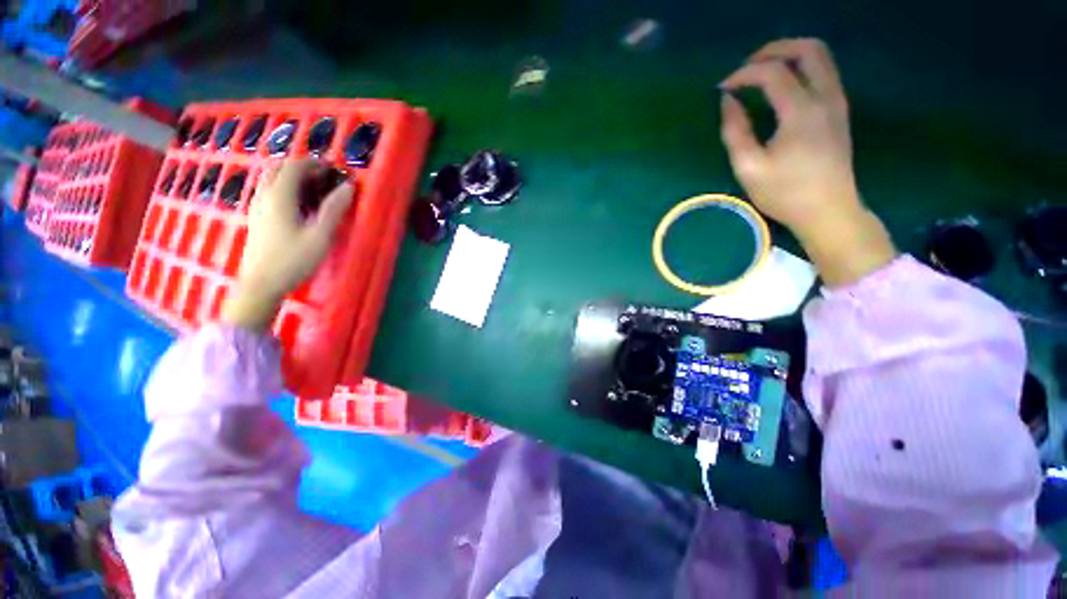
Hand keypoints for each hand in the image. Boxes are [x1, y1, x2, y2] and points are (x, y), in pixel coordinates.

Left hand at [222, 159, 352, 330]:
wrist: (262, 283)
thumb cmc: (294, 260)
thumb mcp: (320, 236)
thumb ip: (333, 209)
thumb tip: (348, 187)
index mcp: (279, 196)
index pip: (294, 166)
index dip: (314, 163)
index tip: (333, 169)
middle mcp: (264, 195)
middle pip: (278, 168)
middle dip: (300, 166)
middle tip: (323, 178)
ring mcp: (257, 206)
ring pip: (269, 178)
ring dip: (290, 176)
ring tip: (312, 189)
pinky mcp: (256, 217)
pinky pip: (267, 191)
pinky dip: (282, 187)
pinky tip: (297, 204)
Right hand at [719, 38, 895, 286]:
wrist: (829, 211)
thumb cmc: (785, 193)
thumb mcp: (749, 168)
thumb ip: (735, 131)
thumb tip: (727, 102)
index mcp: (801, 111)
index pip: (773, 72)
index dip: (743, 74)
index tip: (722, 89)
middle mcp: (825, 97)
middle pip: (808, 49)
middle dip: (774, 49)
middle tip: (747, 67)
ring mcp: (837, 102)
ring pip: (821, 57)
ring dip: (790, 56)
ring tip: (761, 73)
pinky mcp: (839, 112)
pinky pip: (824, 74)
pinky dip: (801, 70)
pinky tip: (782, 88)